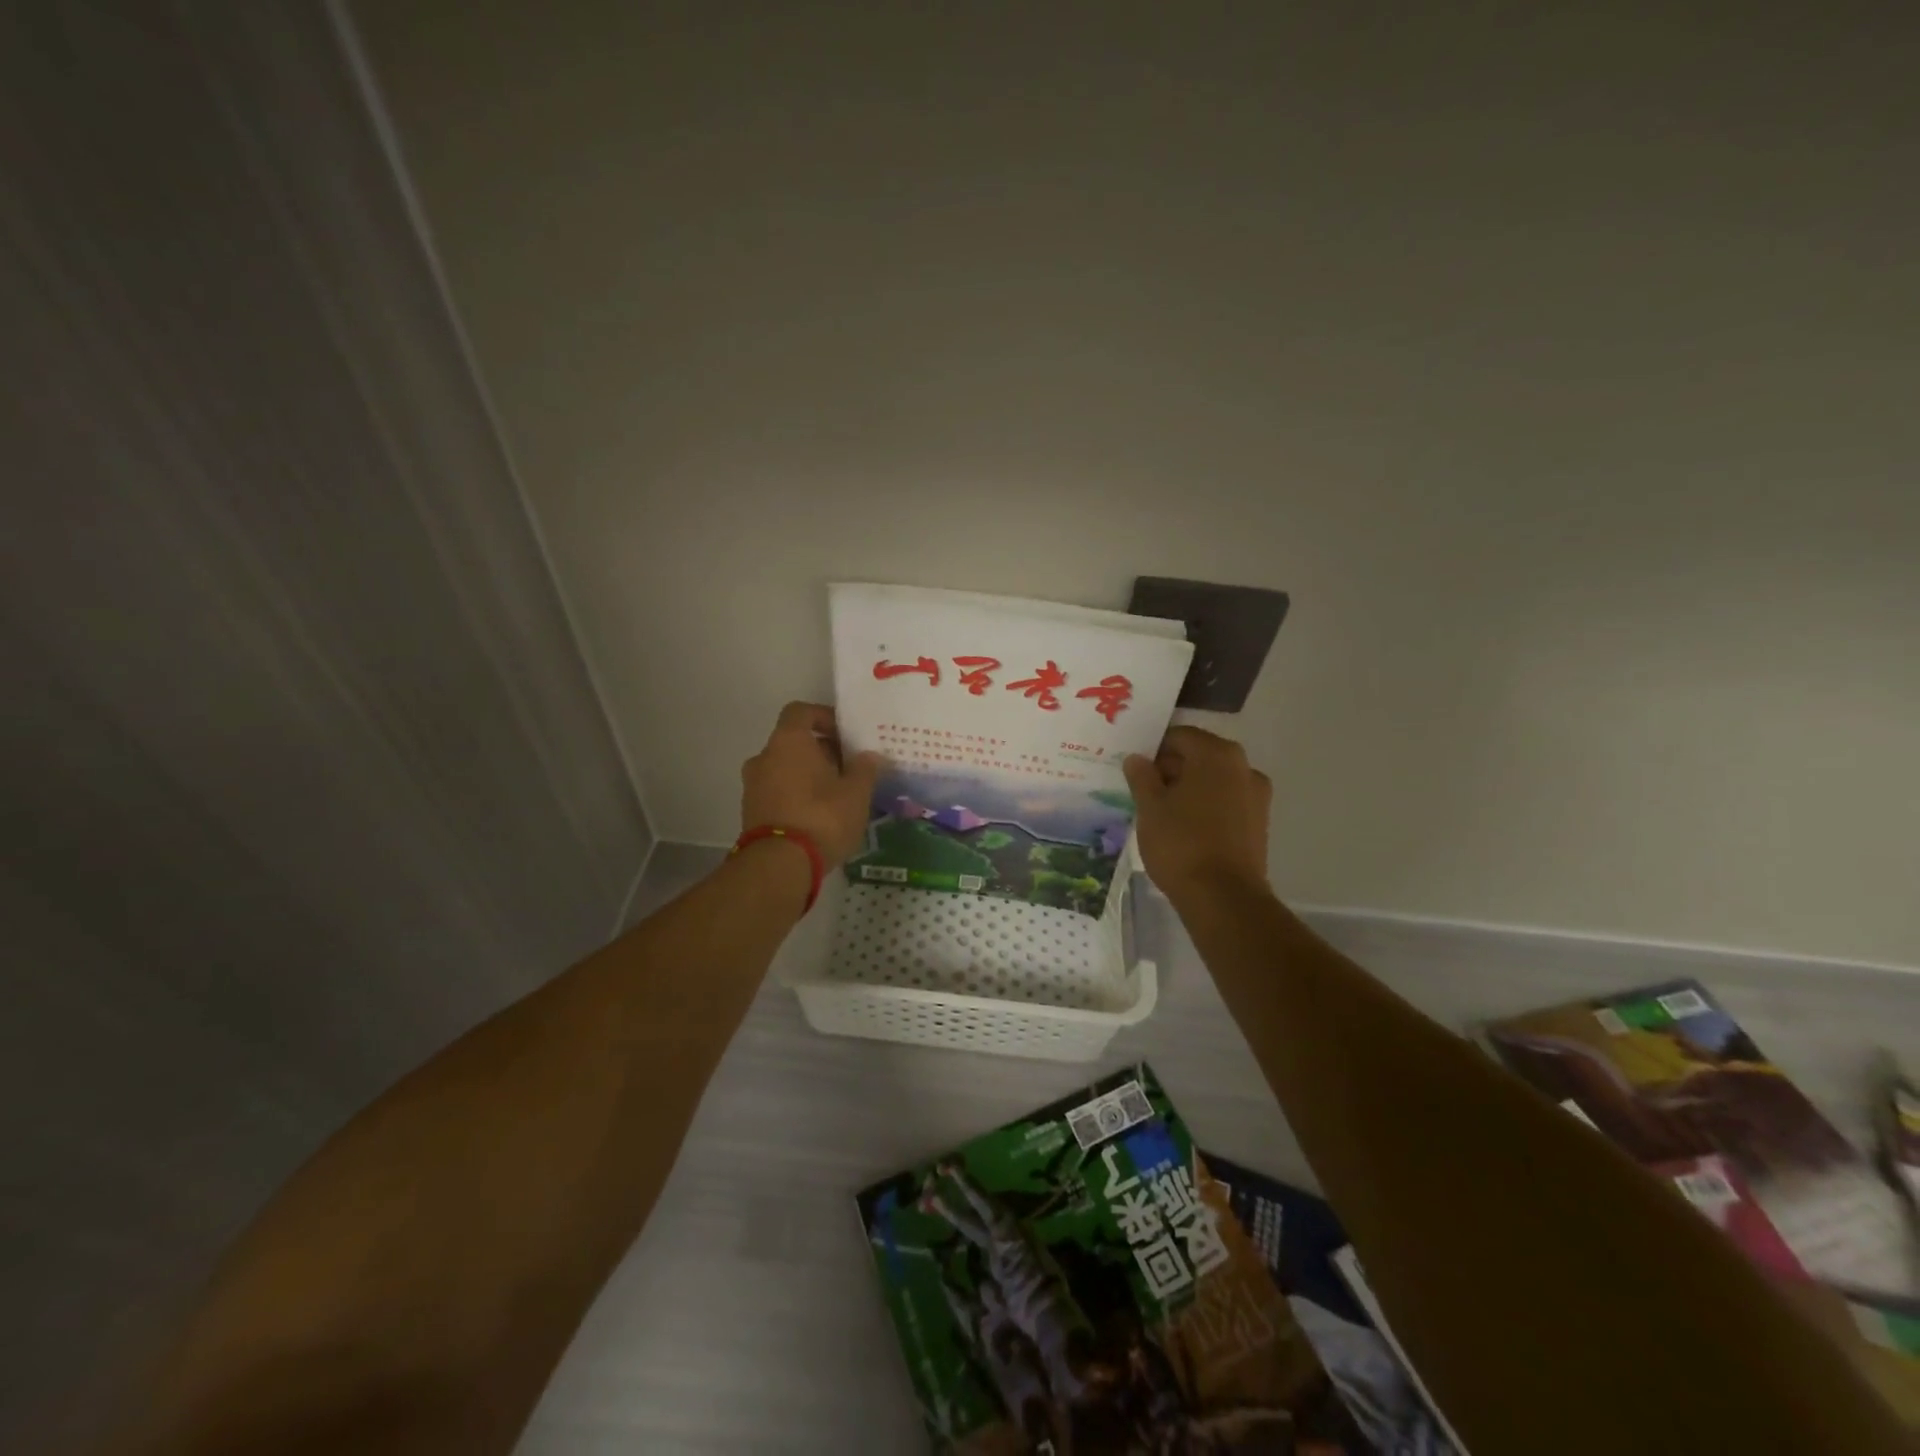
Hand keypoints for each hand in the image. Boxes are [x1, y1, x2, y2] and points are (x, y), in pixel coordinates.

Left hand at [741, 702, 883, 867]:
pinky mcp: (751, 813)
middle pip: (794, 743)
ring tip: (838, 797)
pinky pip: (778, 793)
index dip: (824, 717)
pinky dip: (796, 797)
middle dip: (821, 752)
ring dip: (808, 777)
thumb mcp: (856, 793)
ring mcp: (753, 786)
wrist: (780, 865)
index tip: (845, 734)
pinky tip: (820, 817)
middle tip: (849, 770)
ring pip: (785, 770)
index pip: (801, 711)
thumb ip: (865, 769)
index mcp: (788, 741)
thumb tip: (870, 756)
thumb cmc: (822, 817)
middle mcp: (764, 757)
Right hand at [1123, 727, 1271, 901]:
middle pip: (1200, 756)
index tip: (1135, 769)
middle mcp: (1243, 766)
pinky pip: (1226, 802)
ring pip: (1214, 780)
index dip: (1154, 749)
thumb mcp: (1150, 808)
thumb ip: (1142, 777)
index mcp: (1216, 754)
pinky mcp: (1259, 822)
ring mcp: (1256, 795)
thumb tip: (1137, 759)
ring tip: (1162, 812)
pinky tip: (1185, 828)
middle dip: (1172, 768)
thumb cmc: (1181, 843)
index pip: (1180, 736)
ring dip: (1189, 788)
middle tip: (1144, 789)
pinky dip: (1206, 806)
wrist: (1223, 897)